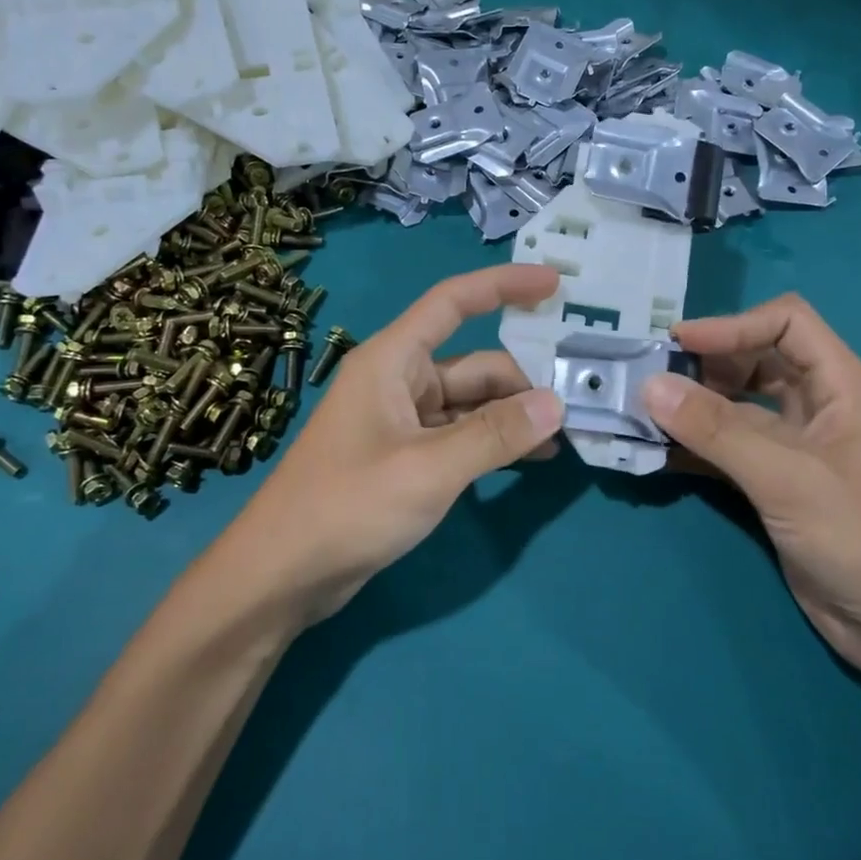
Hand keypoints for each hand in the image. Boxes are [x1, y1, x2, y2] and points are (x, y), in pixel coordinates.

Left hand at [219, 264, 564, 624]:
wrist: (282, 574)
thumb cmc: (347, 506)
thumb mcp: (429, 469)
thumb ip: (494, 435)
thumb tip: (556, 403)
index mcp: (392, 360)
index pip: (453, 302)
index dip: (504, 286)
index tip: (555, 285)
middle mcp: (399, 382)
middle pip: (475, 365)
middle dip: (524, 381)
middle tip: (578, 403)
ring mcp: (402, 422)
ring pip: (471, 405)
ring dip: (513, 417)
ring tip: (565, 435)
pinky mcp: (406, 458)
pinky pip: (461, 437)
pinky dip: (494, 443)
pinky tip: (531, 458)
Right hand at [642, 294, 860, 673]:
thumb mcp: (788, 478)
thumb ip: (717, 430)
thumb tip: (649, 385)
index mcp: (842, 385)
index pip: (786, 322)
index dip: (732, 324)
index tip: (677, 343)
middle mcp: (819, 406)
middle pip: (757, 359)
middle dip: (706, 364)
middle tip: (652, 380)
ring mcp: (797, 448)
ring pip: (738, 407)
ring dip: (694, 408)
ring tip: (644, 414)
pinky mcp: (778, 485)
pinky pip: (729, 450)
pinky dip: (696, 447)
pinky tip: (657, 452)